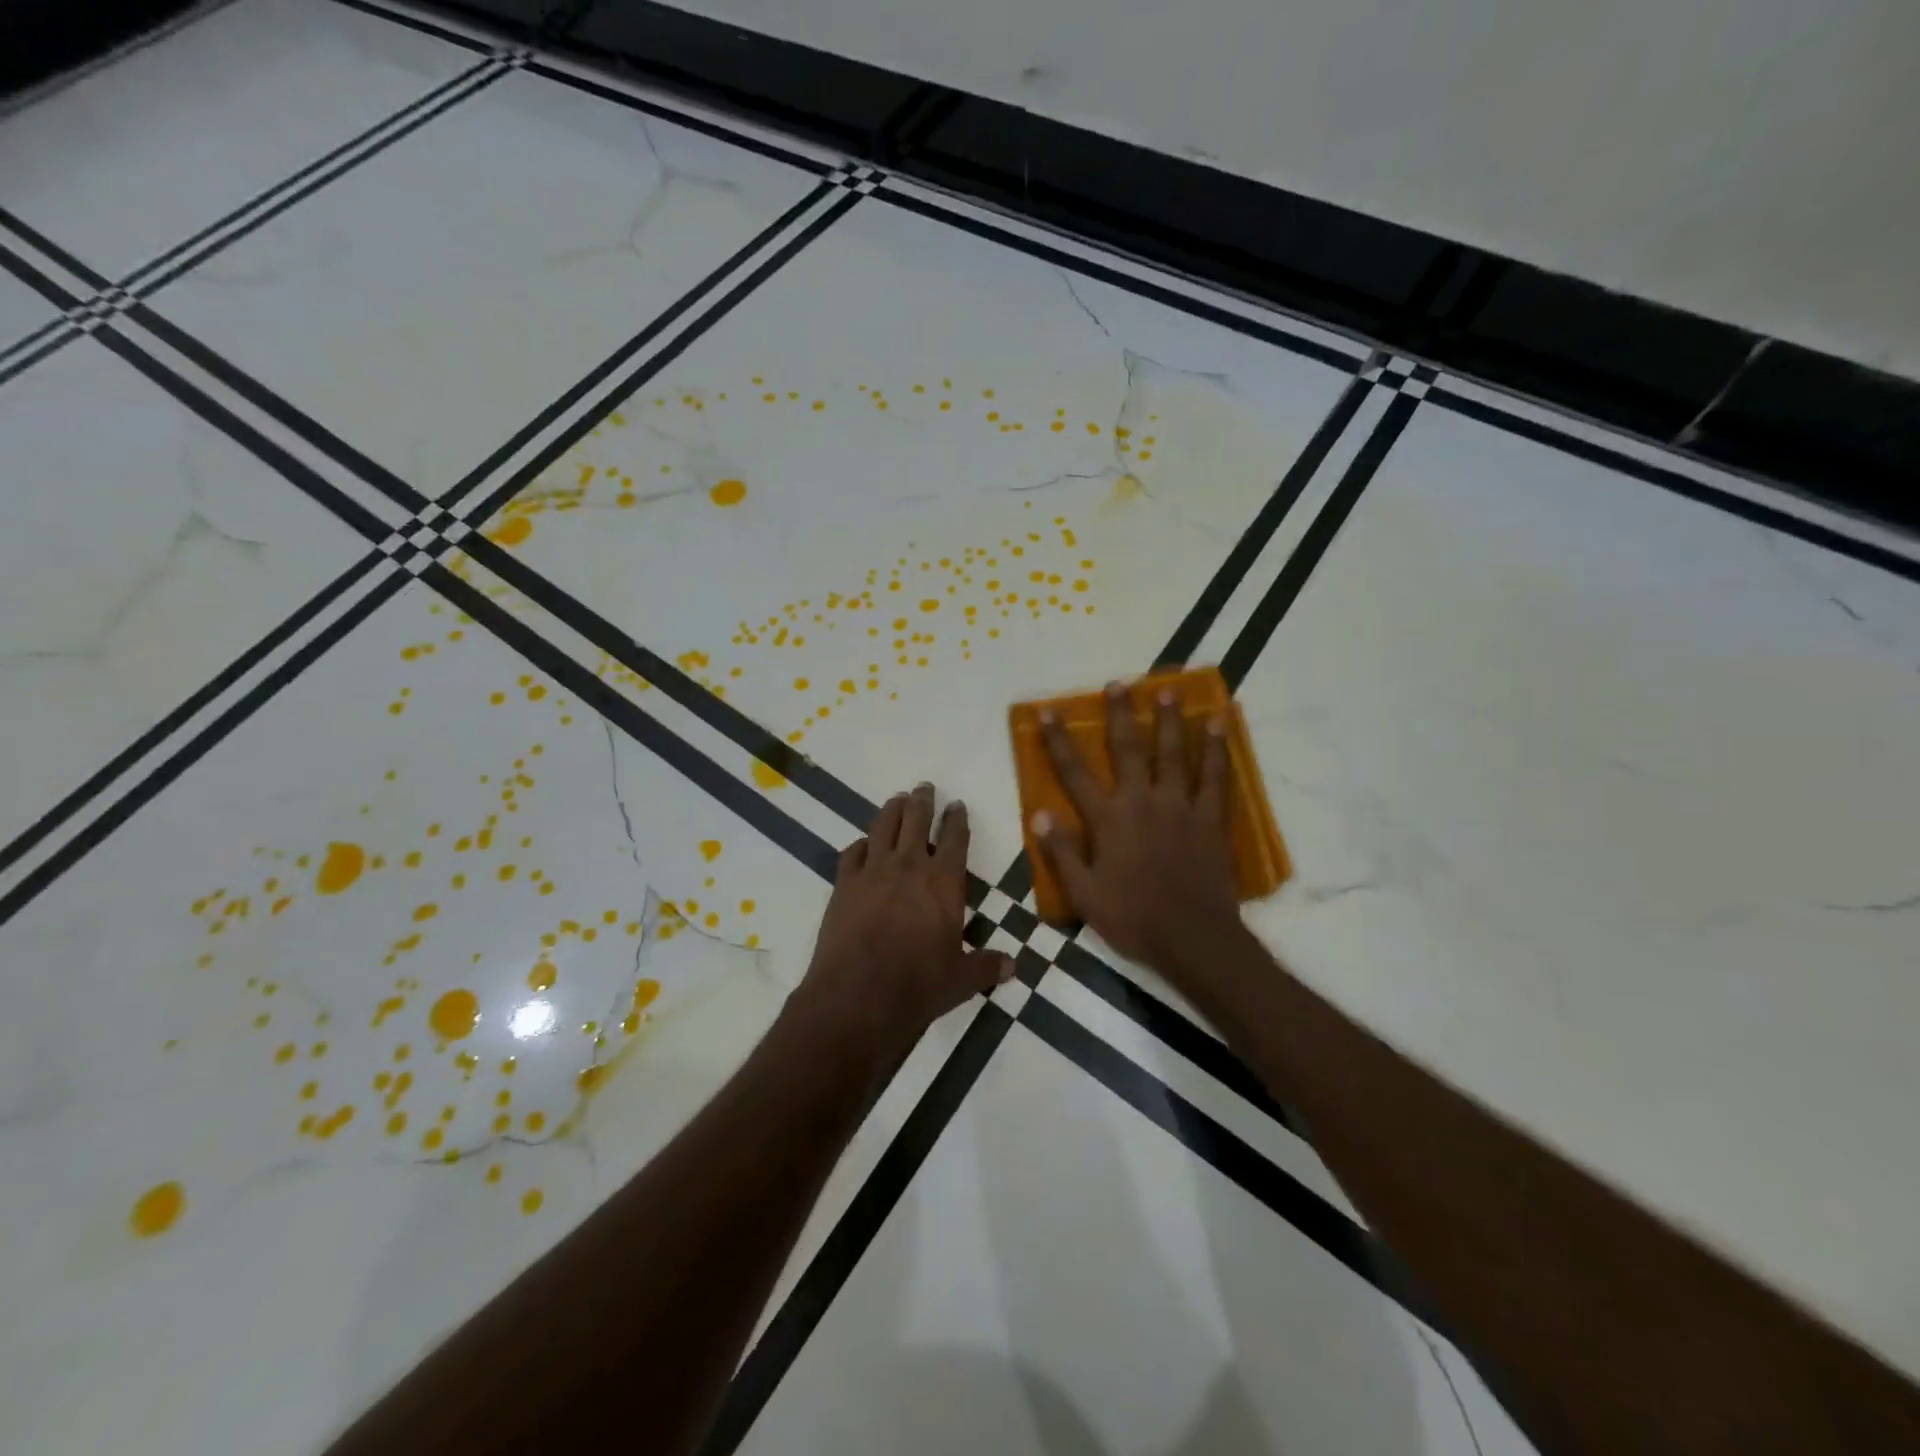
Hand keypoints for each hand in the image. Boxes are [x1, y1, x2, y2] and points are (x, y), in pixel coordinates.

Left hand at [796, 784, 1012, 1058]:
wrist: (858, 997)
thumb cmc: (918, 986)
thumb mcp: (961, 980)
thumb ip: (986, 967)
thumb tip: (1012, 967)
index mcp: (944, 883)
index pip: (955, 840)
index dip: (957, 819)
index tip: (957, 804)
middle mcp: (909, 867)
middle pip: (916, 821)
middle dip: (923, 801)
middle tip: (925, 787)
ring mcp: (873, 872)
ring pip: (883, 827)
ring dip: (892, 809)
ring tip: (897, 799)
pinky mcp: (844, 885)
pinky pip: (852, 853)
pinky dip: (860, 844)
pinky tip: (863, 845)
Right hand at [1034, 682, 1241, 970]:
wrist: (1193, 938)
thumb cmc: (1132, 918)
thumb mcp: (1084, 893)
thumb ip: (1062, 852)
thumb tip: (1039, 814)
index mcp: (1108, 820)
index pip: (1075, 772)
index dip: (1059, 740)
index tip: (1050, 711)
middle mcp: (1141, 801)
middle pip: (1128, 748)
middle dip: (1120, 714)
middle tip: (1119, 683)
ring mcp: (1180, 806)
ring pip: (1173, 753)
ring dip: (1169, 720)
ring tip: (1168, 691)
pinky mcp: (1210, 818)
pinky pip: (1214, 776)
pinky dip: (1216, 749)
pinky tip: (1217, 725)